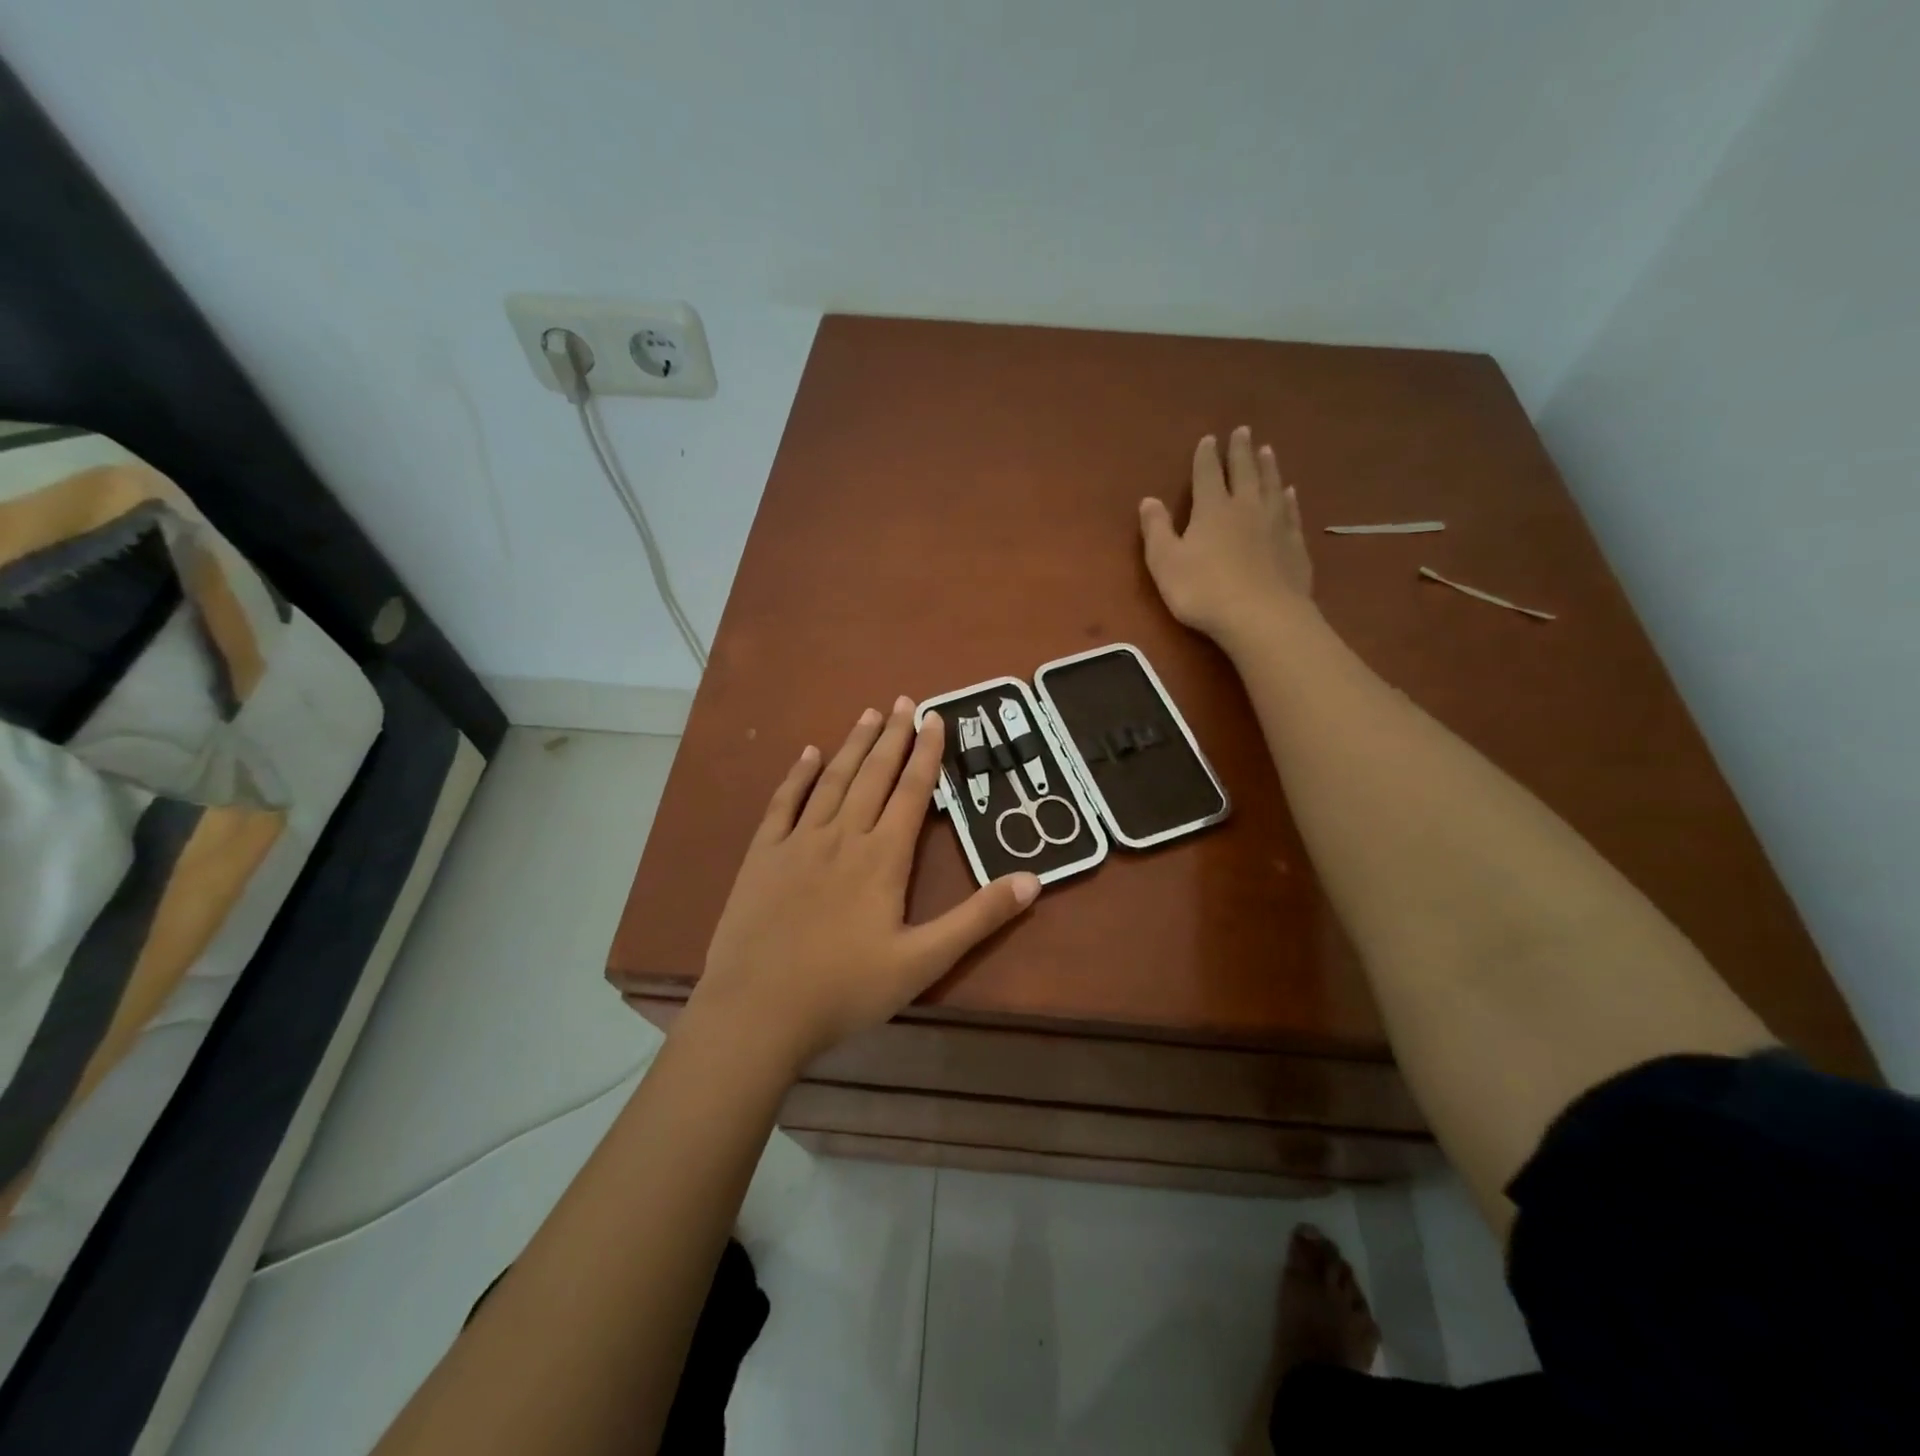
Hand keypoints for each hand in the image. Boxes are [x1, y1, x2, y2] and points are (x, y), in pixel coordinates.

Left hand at [689, 698, 1040, 1070]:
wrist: (757, 1010)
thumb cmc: (845, 989)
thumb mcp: (923, 961)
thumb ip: (977, 919)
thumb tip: (1032, 880)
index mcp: (882, 858)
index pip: (911, 792)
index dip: (926, 753)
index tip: (935, 718)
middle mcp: (842, 836)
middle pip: (873, 775)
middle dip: (892, 736)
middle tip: (904, 700)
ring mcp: (798, 842)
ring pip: (833, 780)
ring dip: (853, 744)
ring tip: (869, 713)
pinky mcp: (763, 855)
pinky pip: (784, 803)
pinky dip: (799, 775)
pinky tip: (809, 753)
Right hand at [1140, 426, 1314, 644]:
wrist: (1260, 616)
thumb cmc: (1203, 590)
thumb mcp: (1165, 562)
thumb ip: (1156, 530)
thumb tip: (1148, 500)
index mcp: (1212, 509)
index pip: (1208, 474)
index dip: (1206, 456)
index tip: (1209, 439)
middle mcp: (1246, 507)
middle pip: (1244, 472)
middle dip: (1241, 451)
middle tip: (1243, 431)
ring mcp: (1275, 524)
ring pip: (1271, 486)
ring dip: (1268, 467)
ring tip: (1267, 451)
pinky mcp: (1294, 545)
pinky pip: (1291, 512)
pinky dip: (1288, 499)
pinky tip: (1289, 493)